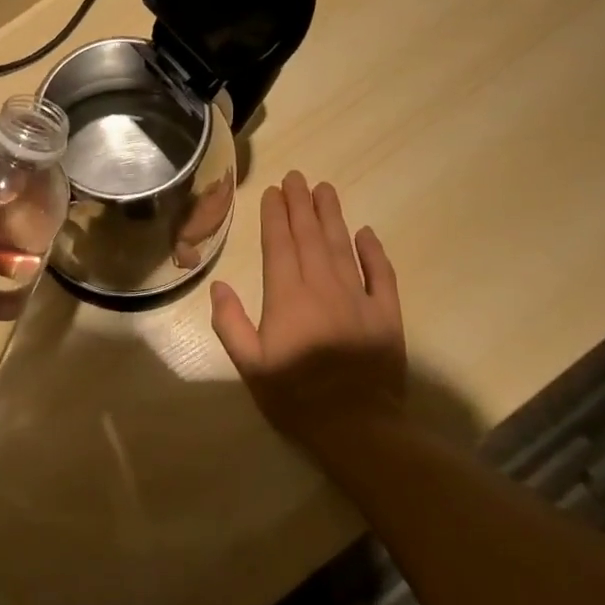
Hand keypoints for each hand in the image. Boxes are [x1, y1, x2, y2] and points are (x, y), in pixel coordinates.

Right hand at [210, 171, 407, 470]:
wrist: (357, 427)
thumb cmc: (296, 397)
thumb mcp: (250, 366)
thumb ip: (231, 324)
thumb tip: (218, 286)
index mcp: (287, 298)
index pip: (279, 246)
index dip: (275, 216)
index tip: (273, 191)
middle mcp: (323, 287)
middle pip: (310, 237)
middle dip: (301, 205)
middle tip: (297, 176)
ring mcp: (358, 298)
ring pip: (343, 246)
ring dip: (332, 216)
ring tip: (325, 189)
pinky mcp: (386, 314)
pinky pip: (381, 274)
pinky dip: (374, 251)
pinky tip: (366, 232)